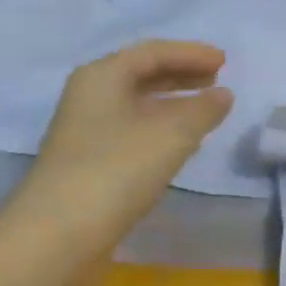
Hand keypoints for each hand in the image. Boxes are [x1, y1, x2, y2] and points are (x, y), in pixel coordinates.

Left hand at [1, 40, 233, 252]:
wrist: (61, 232)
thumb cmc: (118, 170)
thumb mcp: (172, 134)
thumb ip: (203, 110)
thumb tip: (222, 95)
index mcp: (102, 77)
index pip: (151, 52)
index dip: (190, 53)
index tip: (224, 61)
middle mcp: (89, 97)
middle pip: (140, 74)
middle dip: (181, 74)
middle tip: (217, 79)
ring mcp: (87, 131)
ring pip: (137, 103)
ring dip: (172, 101)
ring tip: (205, 108)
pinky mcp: (91, 161)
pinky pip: (133, 129)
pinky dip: (161, 126)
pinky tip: (180, 142)